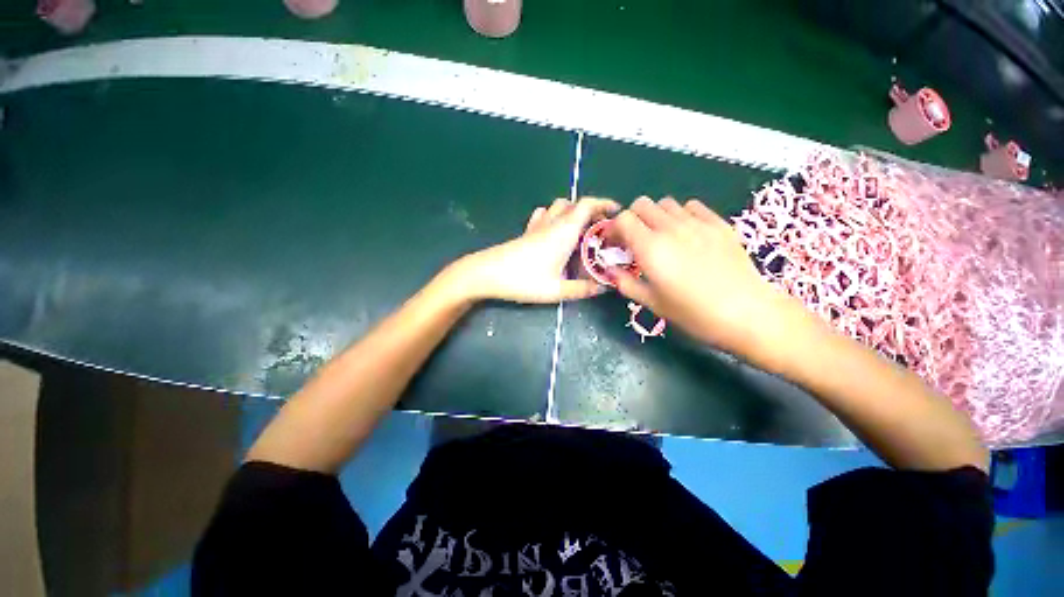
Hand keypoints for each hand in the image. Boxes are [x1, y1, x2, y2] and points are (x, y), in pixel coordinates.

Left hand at [454, 197, 620, 302]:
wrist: (486, 274)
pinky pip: (543, 216)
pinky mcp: (525, 233)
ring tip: (581, 232)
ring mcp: (536, 226)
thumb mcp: (557, 290)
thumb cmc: (524, 280)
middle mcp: (552, 223)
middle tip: (601, 230)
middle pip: (575, 204)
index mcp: (564, 231)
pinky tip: (554, 233)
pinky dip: (554, 217)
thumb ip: (583, 289)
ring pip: (558, 208)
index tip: (618, 212)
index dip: (604, 203)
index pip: (588, 205)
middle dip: (592, 211)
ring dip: (573, 213)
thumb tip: (604, 287)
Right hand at [609, 197, 796, 356]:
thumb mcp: (652, 303)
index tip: (615, 244)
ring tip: (661, 236)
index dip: (614, 229)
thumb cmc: (693, 313)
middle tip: (635, 240)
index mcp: (650, 248)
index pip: (623, 219)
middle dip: (632, 218)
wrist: (747, 313)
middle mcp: (671, 228)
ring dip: (656, 216)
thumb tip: (610, 271)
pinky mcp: (719, 224)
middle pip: (642, 204)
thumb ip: (626, 283)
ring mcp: (697, 223)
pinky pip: (692, 206)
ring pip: (666, 203)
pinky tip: (687, 233)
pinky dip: (682, 214)